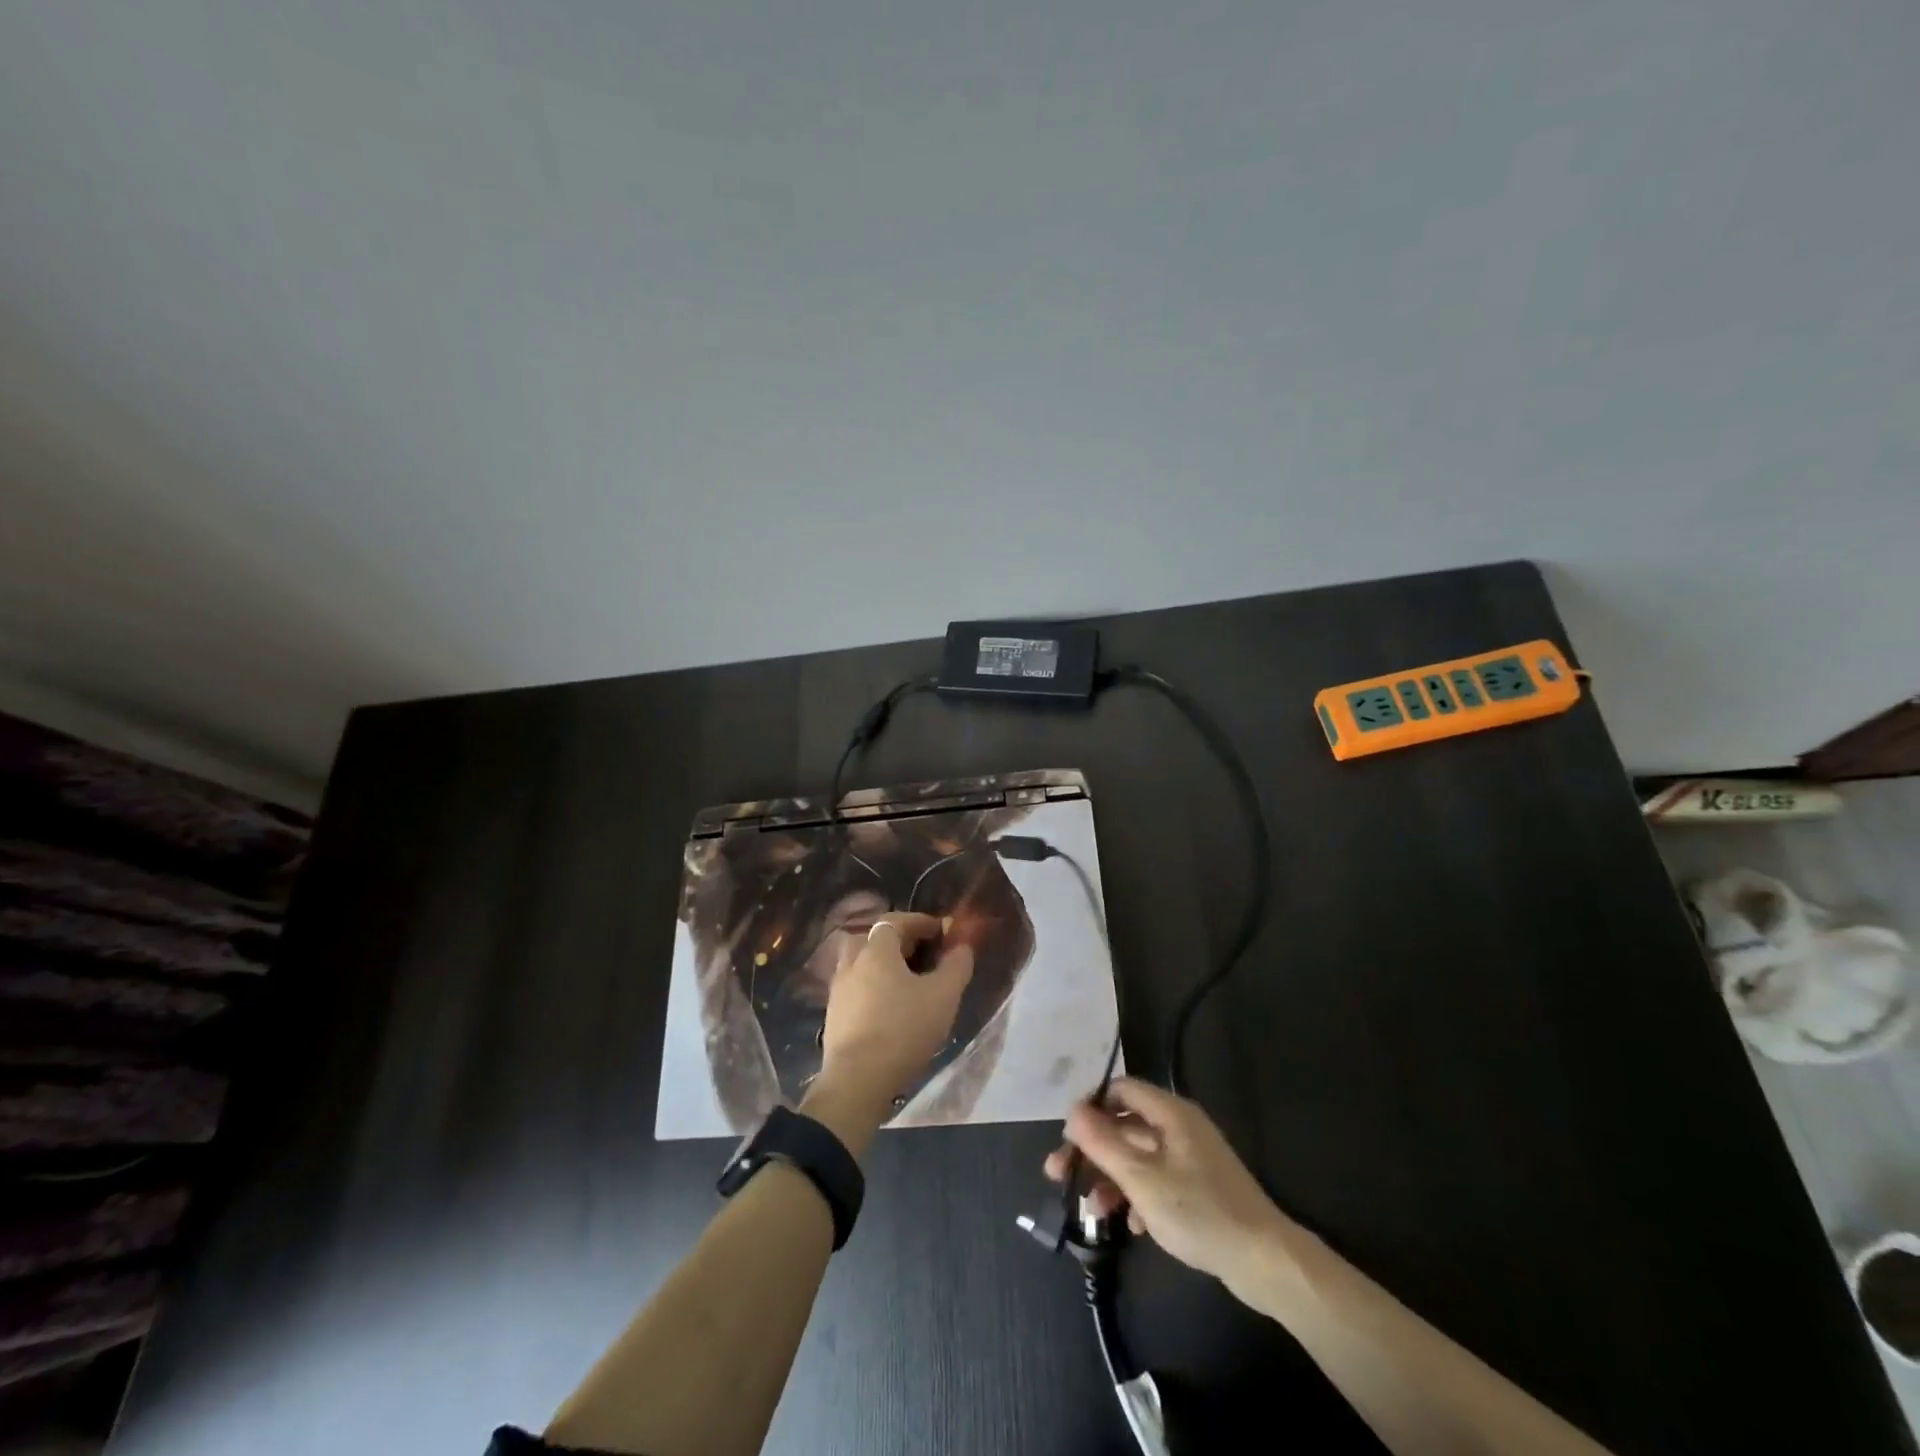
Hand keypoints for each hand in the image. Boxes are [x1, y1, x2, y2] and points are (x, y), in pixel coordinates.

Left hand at [820, 912, 973, 1103]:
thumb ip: (956, 965)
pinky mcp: (833, 1015)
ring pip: (861, 964)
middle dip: (898, 941)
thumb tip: (961, 946)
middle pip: (872, 938)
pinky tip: (889, 1007)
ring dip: (882, 965)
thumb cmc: (903, 1029)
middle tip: (921, 954)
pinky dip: (872, 987)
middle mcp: (852, 962)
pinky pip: (855, 988)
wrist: (857, 1080)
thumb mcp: (943, 996)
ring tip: (906, 983)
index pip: (896, 921)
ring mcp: (838, 989)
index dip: (920, 922)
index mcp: (876, 950)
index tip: (941, 931)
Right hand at [1046, 1078, 1289, 1293]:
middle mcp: (1180, 1127)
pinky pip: (1157, 1179)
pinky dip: (1138, 1196)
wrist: (1265, 1262)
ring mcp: (1191, 1158)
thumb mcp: (1142, 1179)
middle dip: (1092, 1150)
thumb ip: (1103, 1142)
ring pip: (1138, 1156)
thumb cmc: (1199, 1212)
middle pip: (1125, 1124)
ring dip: (1111, 1177)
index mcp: (1170, 1113)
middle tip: (1060, 1175)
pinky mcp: (1199, 1187)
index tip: (1067, 1138)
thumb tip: (1072, 1110)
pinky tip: (1131, 1225)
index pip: (1120, 1090)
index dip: (1090, 1108)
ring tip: (1092, 1210)